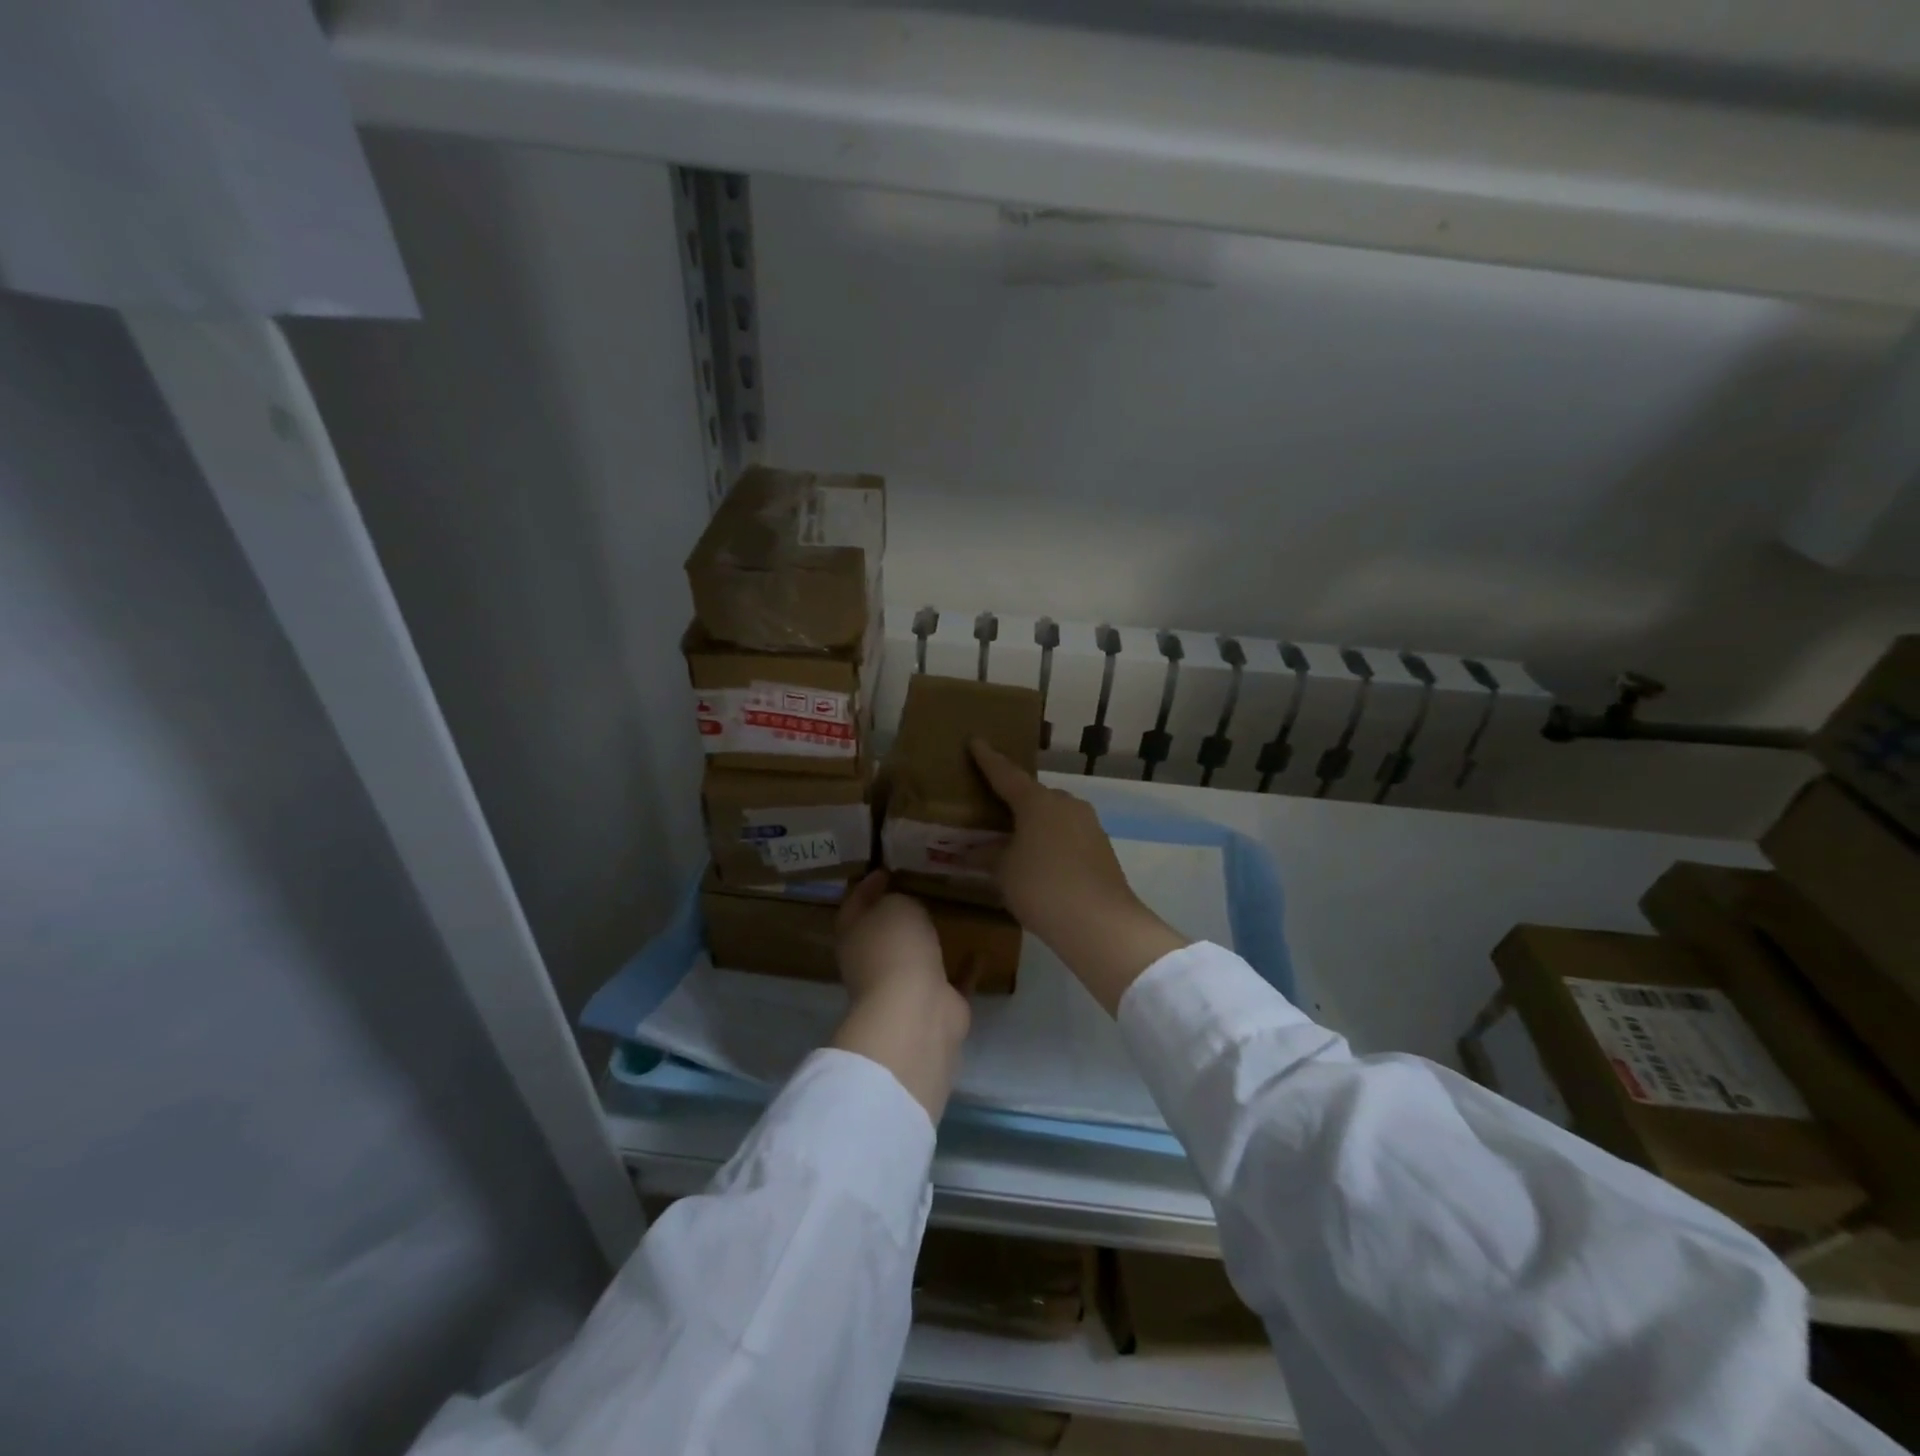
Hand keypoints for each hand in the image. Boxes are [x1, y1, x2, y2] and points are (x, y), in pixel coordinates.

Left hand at [829, 871, 970, 1119]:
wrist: (917, 1011)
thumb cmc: (896, 948)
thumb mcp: (896, 905)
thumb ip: (900, 899)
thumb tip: (905, 906)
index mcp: (854, 936)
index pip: (855, 903)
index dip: (868, 884)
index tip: (886, 867)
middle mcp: (874, 961)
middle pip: (884, 932)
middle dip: (899, 913)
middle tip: (922, 887)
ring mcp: (904, 986)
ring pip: (917, 957)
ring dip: (929, 942)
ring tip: (951, 915)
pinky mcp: (936, 1004)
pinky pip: (952, 979)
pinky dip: (964, 968)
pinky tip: (981, 950)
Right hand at [970, 741, 1188, 1013]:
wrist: (1100, 922)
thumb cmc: (1041, 887)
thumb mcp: (1004, 872)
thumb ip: (986, 856)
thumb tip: (971, 851)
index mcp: (1036, 801)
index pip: (1005, 774)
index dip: (988, 760)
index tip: (975, 742)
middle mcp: (1065, 803)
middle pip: (1034, 794)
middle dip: (1015, 798)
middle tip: (995, 806)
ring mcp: (1088, 824)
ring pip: (1054, 814)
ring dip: (1036, 822)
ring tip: (1017, 838)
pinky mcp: (1101, 847)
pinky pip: (1068, 834)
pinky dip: (1052, 840)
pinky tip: (1043, 860)